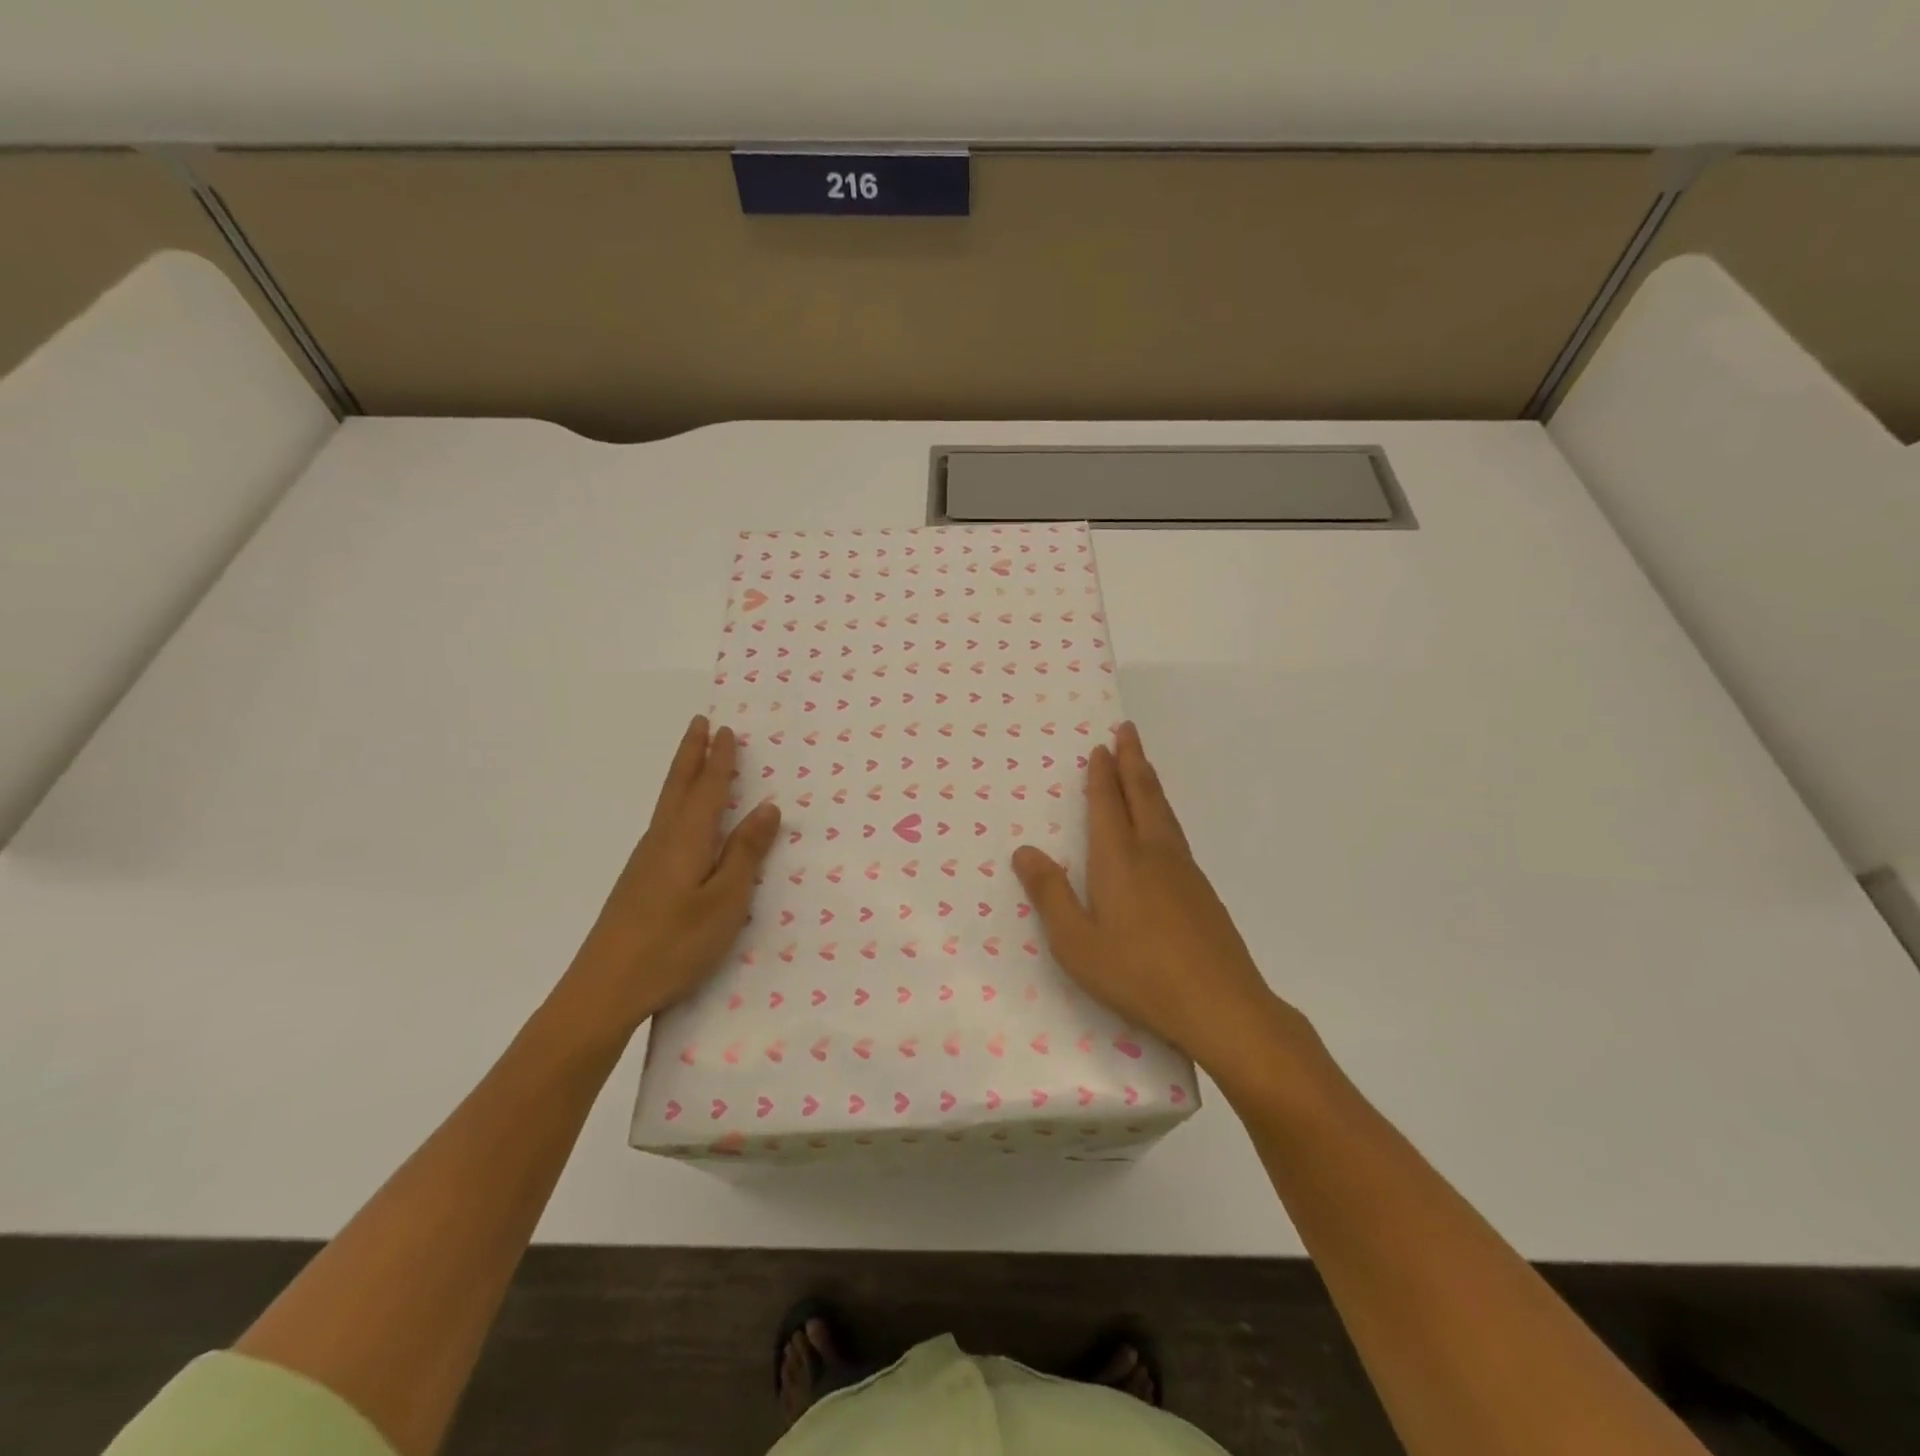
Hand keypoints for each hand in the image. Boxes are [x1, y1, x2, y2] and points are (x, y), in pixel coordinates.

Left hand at [566, 716, 780, 1033]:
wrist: (604, 989)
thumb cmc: (674, 944)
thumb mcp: (725, 901)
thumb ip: (745, 853)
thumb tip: (767, 807)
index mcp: (687, 839)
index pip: (709, 789)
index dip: (720, 759)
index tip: (727, 729)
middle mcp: (663, 840)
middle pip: (679, 786)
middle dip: (692, 753)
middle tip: (700, 722)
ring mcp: (645, 861)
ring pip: (668, 804)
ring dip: (683, 775)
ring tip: (694, 759)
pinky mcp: (639, 881)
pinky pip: (664, 824)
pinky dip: (676, 804)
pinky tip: (681, 820)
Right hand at [1012, 722, 1302, 1075]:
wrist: (1222, 1006)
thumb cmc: (1138, 975)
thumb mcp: (1076, 943)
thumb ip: (1050, 895)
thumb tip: (1025, 851)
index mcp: (1119, 860)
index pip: (1107, 804)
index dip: (1101, 775)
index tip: (1100, 746)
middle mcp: (1154, 853)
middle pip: (1142, 795)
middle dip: (1131, 760)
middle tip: (1127, 730)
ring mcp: (1184, 871)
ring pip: (1163, 812)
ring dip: (1149, 782)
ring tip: (1142, 765)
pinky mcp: (1202, 891)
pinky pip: (1175, 833)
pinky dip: (1163, 812)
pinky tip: (1162, 828)